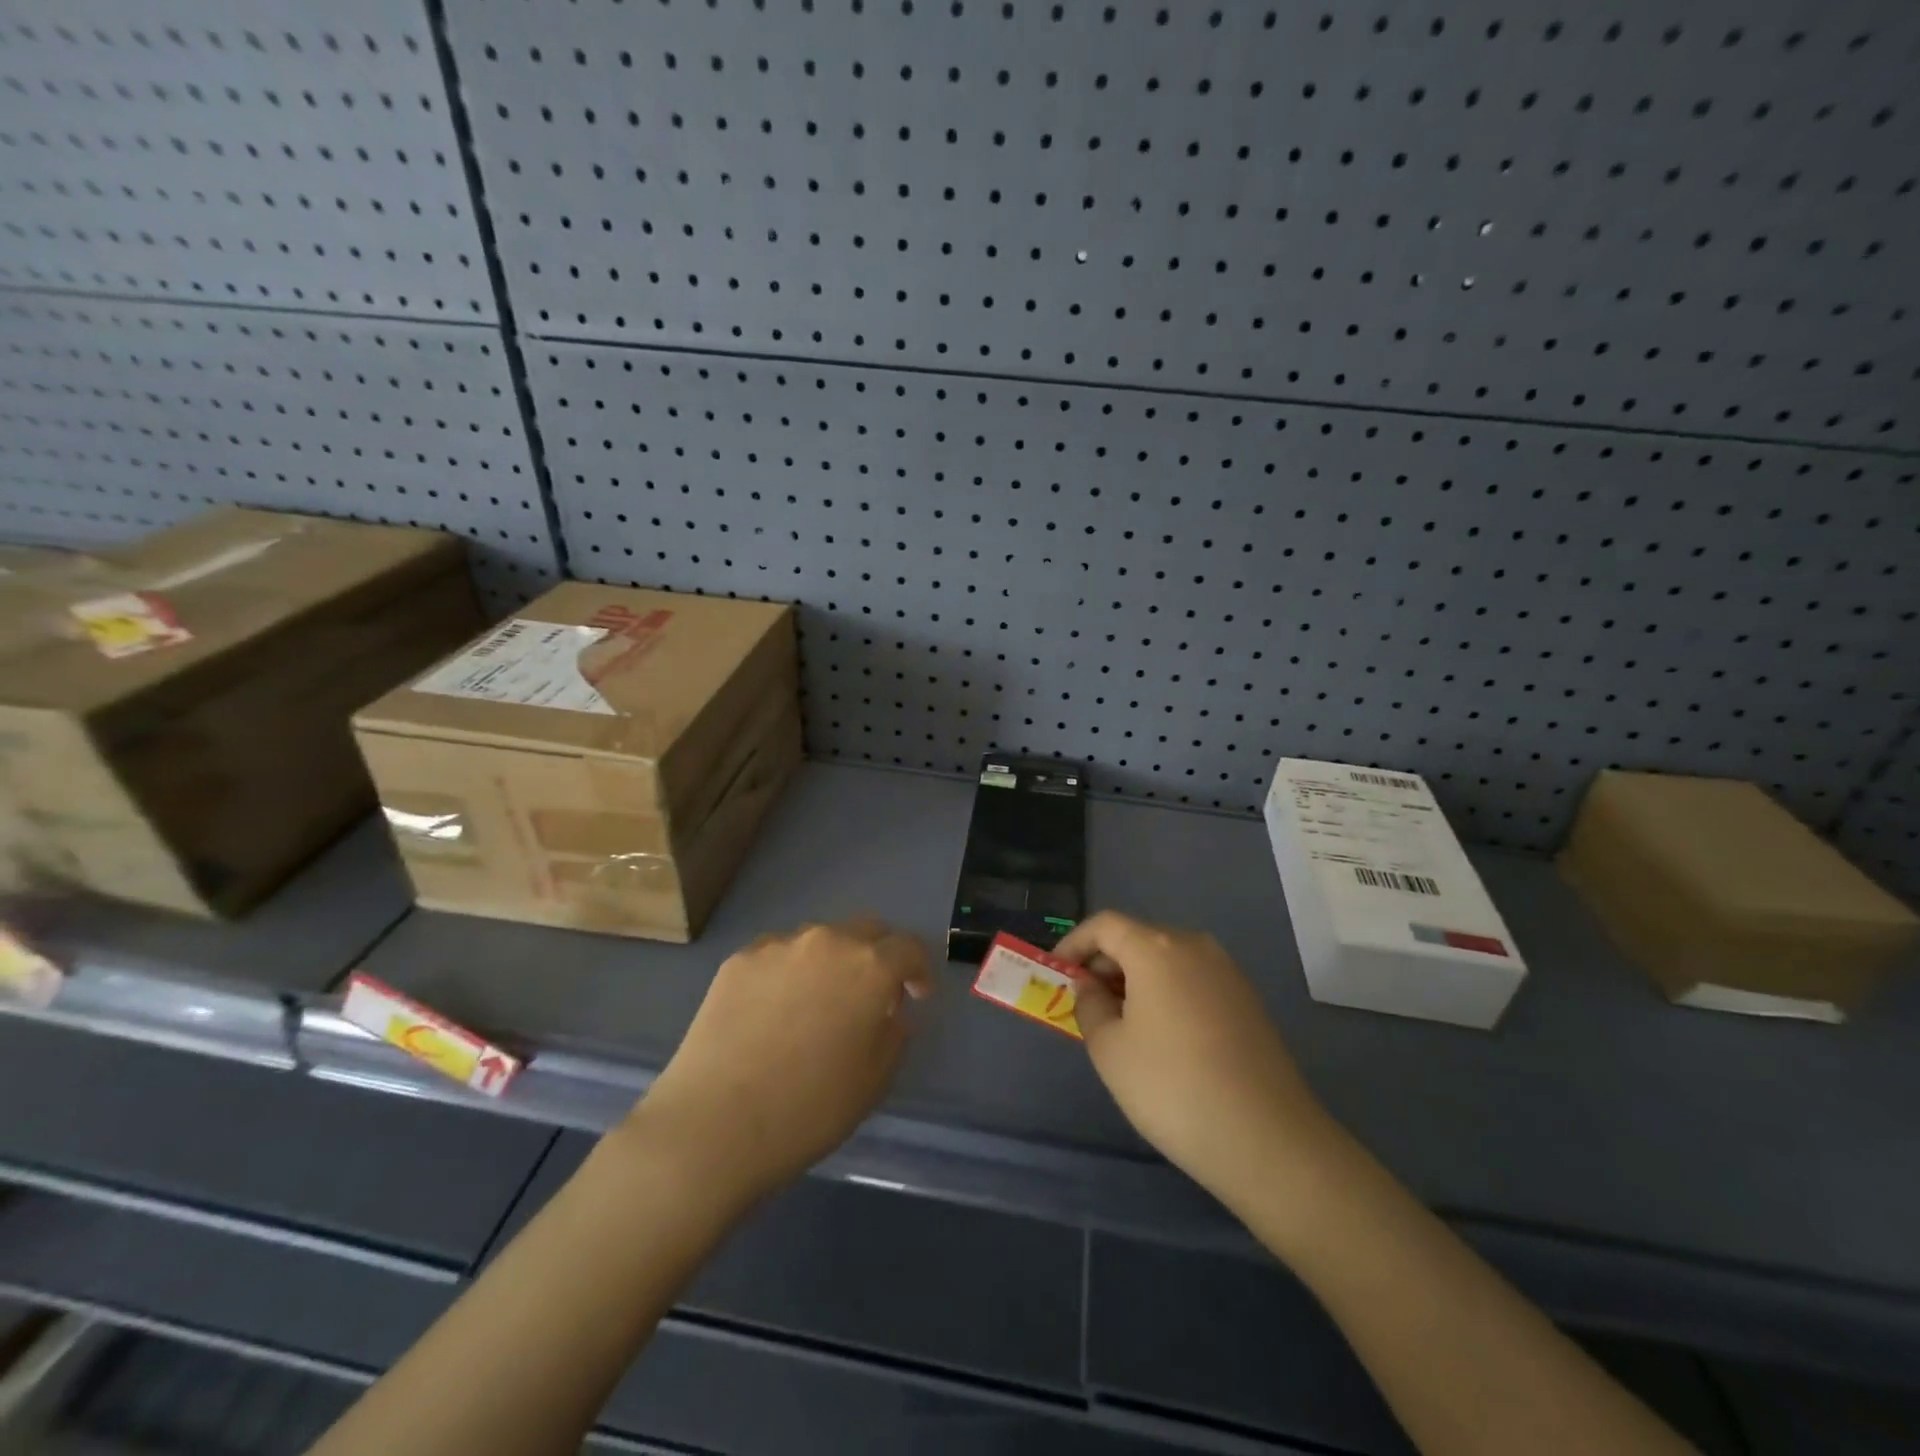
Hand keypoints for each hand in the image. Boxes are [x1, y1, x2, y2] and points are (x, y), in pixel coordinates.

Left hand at [627, 918, 931, 1208]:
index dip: (919, 971)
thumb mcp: (875, 1079)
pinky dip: (787, 973)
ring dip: (830, 962)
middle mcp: (827, 941)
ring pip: (819, 940)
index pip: (909, 948)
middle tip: (871, 994)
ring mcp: (778, 946)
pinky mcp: (738, 960)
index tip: (916, 997)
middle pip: (866, 930)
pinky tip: (772, 1012)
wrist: (714, 1125)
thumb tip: (886, 1011)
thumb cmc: (809, 1109)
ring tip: (815, 1004)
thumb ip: (893, 1032)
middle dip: (878, 955)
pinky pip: (777, 956)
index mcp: (870, 966)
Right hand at [1057, 911, 1333, 1208]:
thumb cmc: (1172, 1087)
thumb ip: (1089, 1006)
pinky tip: (1161, 1038)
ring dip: (1135, 981)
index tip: (1056, 972)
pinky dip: (1166, 994)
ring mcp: (1228, 972)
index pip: (1104, 925)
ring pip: (1167, 961)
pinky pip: (1193, 981)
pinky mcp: (1248, 1001)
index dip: (1074, 944)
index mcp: (1156, 948)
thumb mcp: (1109, 1049)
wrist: (1268, 1140)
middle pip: (1137, 938)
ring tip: (1119, 1024)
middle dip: (1104, 964)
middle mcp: (1194, 946)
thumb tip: (1092, 988)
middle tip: (1084, 1003)